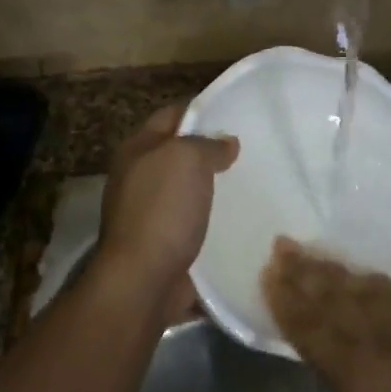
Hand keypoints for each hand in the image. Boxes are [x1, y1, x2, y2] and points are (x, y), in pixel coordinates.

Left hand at [96, 106, 238, 315]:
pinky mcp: (164, 243)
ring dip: (215, 189)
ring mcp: (149, 212)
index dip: (201, 111)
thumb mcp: (188, 159)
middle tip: (251, 150)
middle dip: (211, 151)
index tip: (236, 114)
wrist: (144, 280)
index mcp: (137, 149)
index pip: (171, 115)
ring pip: (189, 190)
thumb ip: (208, 144)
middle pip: (180, 153)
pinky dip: (214, 221)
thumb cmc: (162, 209)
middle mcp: (139, 177)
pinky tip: (241, 220)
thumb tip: (227, 143)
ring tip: (253, 183)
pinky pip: (194, 223)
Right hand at [264, 238, 390, 391]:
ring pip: (367, 288)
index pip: (312, 328)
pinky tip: (367, 276)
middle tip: (282, 247)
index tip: (268, 274)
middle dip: (305, 271)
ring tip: (314, 252)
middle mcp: (383, 338)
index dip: (288, 301)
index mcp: (358, 373)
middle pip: (335, 297)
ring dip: (337, 270)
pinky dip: (376, 282)